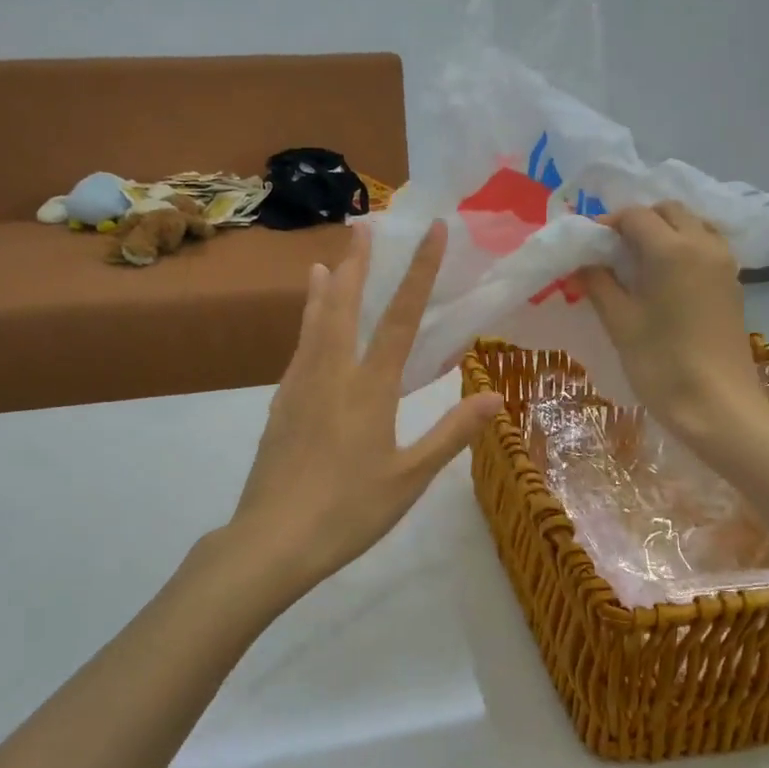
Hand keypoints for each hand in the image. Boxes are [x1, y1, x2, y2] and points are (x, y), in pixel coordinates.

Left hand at [228, 221, 504, 589]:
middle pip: (343, 307)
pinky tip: (306, 333)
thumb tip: (495, 396)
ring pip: (312, 326)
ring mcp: (299, 388)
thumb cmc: (349, 511)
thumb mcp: (410, 477)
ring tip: (323, 262)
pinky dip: (305, 328)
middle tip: (362, 228)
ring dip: (323, 290)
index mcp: (369, 389)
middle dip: (357, 265)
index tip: (432, 231)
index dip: (419, 272)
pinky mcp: (279, 408)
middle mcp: (331, 375)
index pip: (400, 318)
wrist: (273, 539)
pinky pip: (297, 353)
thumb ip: (451, 433)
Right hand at [581, 202, 765, 439]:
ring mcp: (724, 264)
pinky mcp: (732, 284)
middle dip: (639, 222)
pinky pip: (706, 247)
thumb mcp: (621, 323)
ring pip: (692, 225)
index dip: (607, 225)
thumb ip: (599, 285)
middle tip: (612, 251)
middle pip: (669, 211)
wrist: (717, 405)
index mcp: (672, 250)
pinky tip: (664, 279)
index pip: (636, 216)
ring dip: (664, 232)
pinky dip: (683, 248)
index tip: (587, 246)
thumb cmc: (661, 364)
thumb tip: (583, 264)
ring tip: (638, 263)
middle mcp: (703, 245)